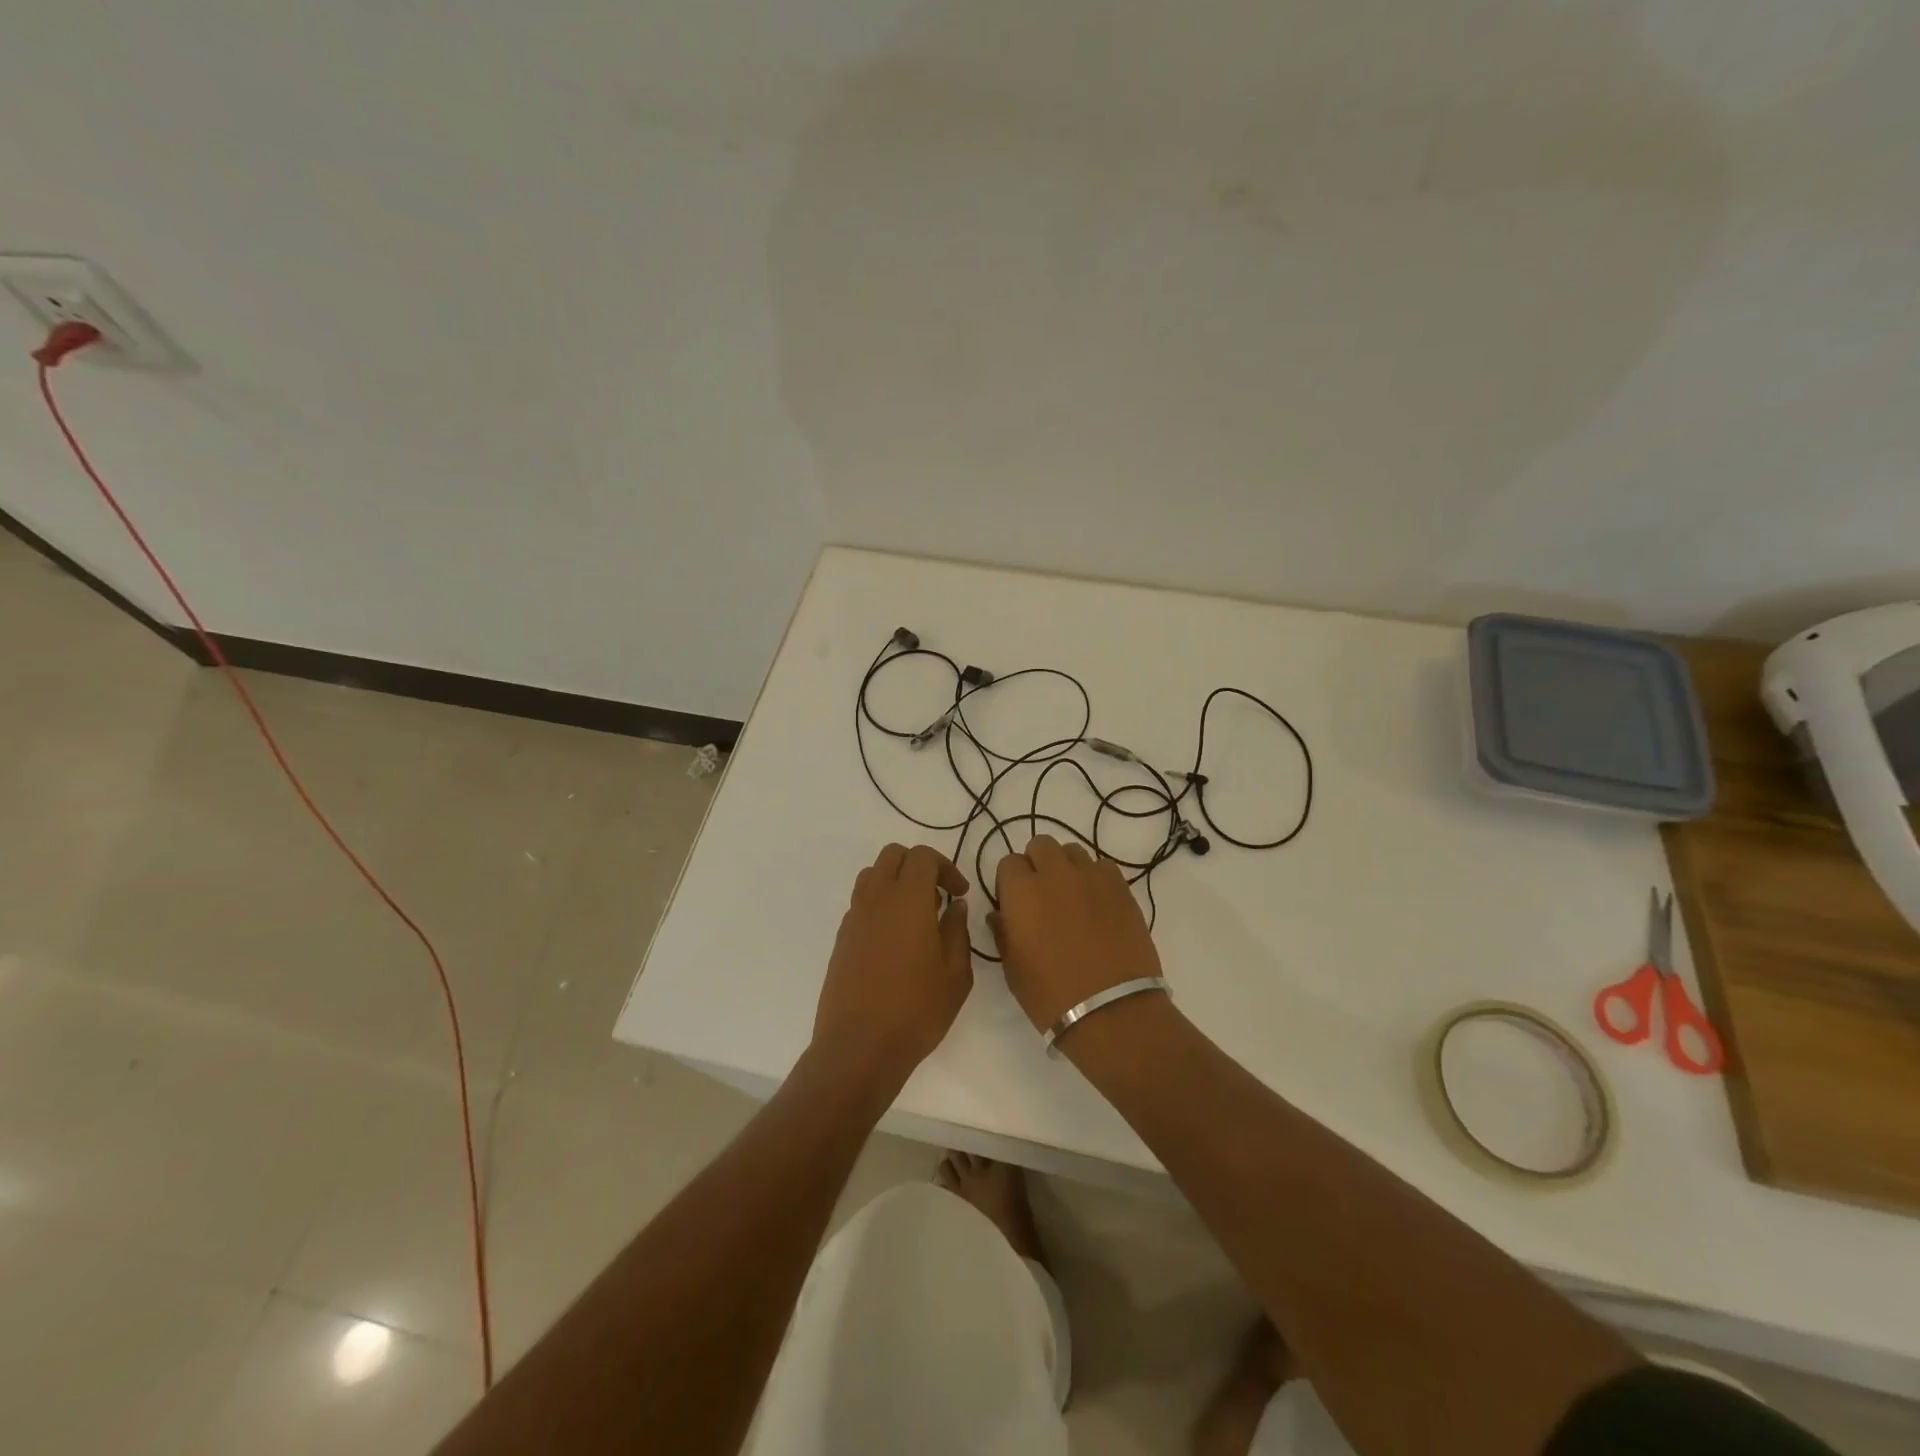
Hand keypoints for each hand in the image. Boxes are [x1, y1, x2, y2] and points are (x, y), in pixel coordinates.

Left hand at [814, 844, 973, 1088]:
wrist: (859, 1047)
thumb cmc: (916, 1011)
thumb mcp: (955, 975)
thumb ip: (957, 931)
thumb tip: (954, 906)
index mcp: (908, 900)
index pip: (922, 856)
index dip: (945, 867)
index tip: (959, 894)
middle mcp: (876, 899)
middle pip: (893, 856)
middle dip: (919, 866)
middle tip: (938, 896)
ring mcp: (854, 918)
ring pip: (872, 875)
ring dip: (896, 881)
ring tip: (916, 914)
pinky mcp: (841, 938)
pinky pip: (861, 903)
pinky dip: (880, 905)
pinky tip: (894, 939)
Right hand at [991, 834, 1161, 1031]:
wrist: (1111, 1011)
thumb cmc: (1051, 995)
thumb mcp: (1012, 968)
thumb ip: (1003, 932)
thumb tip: (1001, 915)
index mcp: (1021, 891)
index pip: (1008, 863)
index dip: (1010, 882)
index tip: (1015, 903)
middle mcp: (1055, 874)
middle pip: (1041, 845)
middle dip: (1037, 864)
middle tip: (1042, 895)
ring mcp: (1091, 877)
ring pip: (1073, 851)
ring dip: (1067, 868)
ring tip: (1072, 898)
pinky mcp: (1121, 888)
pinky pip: (1103, 867)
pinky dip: (1096, 878)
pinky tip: (1098, 904)